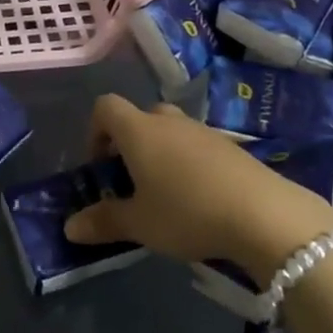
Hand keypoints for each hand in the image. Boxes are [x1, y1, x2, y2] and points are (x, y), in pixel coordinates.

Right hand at [63, 95, 332, 281]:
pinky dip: (189, 164)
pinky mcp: (230, 146)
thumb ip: (104, 221)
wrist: (263, 213)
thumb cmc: (187, 212)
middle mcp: (168, 120)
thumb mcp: (140, 224)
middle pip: (139, 117)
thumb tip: (69, 226)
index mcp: (139, 130)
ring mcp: (203, 130)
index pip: (105, 106)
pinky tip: (199, 200)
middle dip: (129, 144)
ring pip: (171, 131)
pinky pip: (197, 146)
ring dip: (161, 154)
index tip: (99, 166)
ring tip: (165, 195)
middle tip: (131, 182)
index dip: (95, 130)